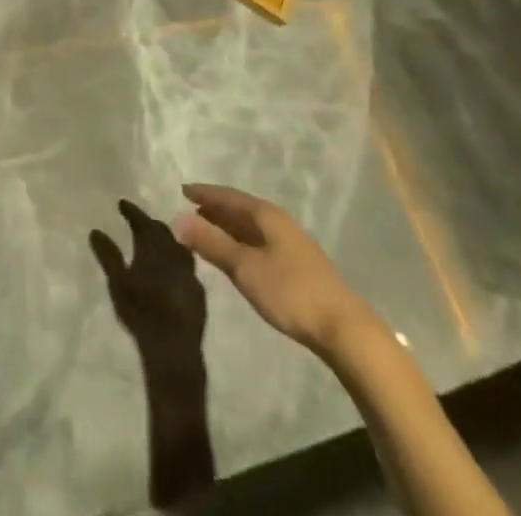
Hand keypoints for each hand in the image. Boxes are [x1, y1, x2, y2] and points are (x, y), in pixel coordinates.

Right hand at [90, 201, 207, 362]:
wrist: (173, 348)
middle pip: (162, 231)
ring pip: (178, 248)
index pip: (142, 221)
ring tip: (157, 244)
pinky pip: (187, 269)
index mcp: (153, 247)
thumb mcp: (117, 282)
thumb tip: (95, 230)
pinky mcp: (198, 293)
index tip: (122, 203)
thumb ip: (108, 255)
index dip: (132, 211)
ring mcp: (189, 274)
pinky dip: (177, 263)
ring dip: (166, 242)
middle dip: (150, 224)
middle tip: (139, 222)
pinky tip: (172, 272)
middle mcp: (174, 254)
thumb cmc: (141, 311)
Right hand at [173, 183, 378, 355]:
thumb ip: (210, 242)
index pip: (228, 195)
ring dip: (229, 227)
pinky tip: (237, 256)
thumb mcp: (244, 267)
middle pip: (241, 209)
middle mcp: (279, 222)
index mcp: (266, 215)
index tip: (183, 191)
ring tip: (207, 232)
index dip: (204, 193)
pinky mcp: (298, 266)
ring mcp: (291, 244)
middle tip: (190, 211)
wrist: (344, 330)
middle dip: (215, 209)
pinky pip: (260, 242)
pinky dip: (242, 242)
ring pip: (252, 227)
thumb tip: (176, 219)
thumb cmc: (290, 291)